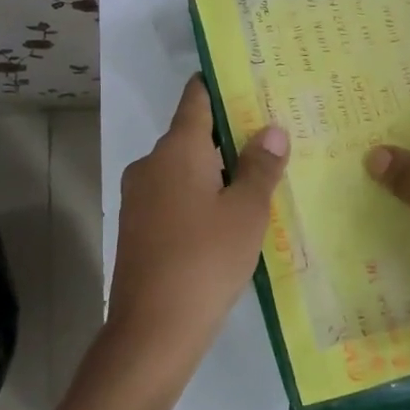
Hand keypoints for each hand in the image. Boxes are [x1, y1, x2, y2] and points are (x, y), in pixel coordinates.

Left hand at [105, 75, 289, 378]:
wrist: (152, 330)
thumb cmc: (206, 260)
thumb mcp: (246, 212)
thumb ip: (260, 167)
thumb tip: (272, 130)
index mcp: (177, 149)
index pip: (197, 98)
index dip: (221, 85)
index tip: (249, 79)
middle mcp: (151, 164)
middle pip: (193, 134)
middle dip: (229, 134)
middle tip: (272, 135)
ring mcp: (139, 197)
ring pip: (184, 169)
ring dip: (217, 169)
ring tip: (259, 175)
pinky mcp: (138, 227)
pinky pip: (174, 196)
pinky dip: (200, 195)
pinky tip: (228, 215)